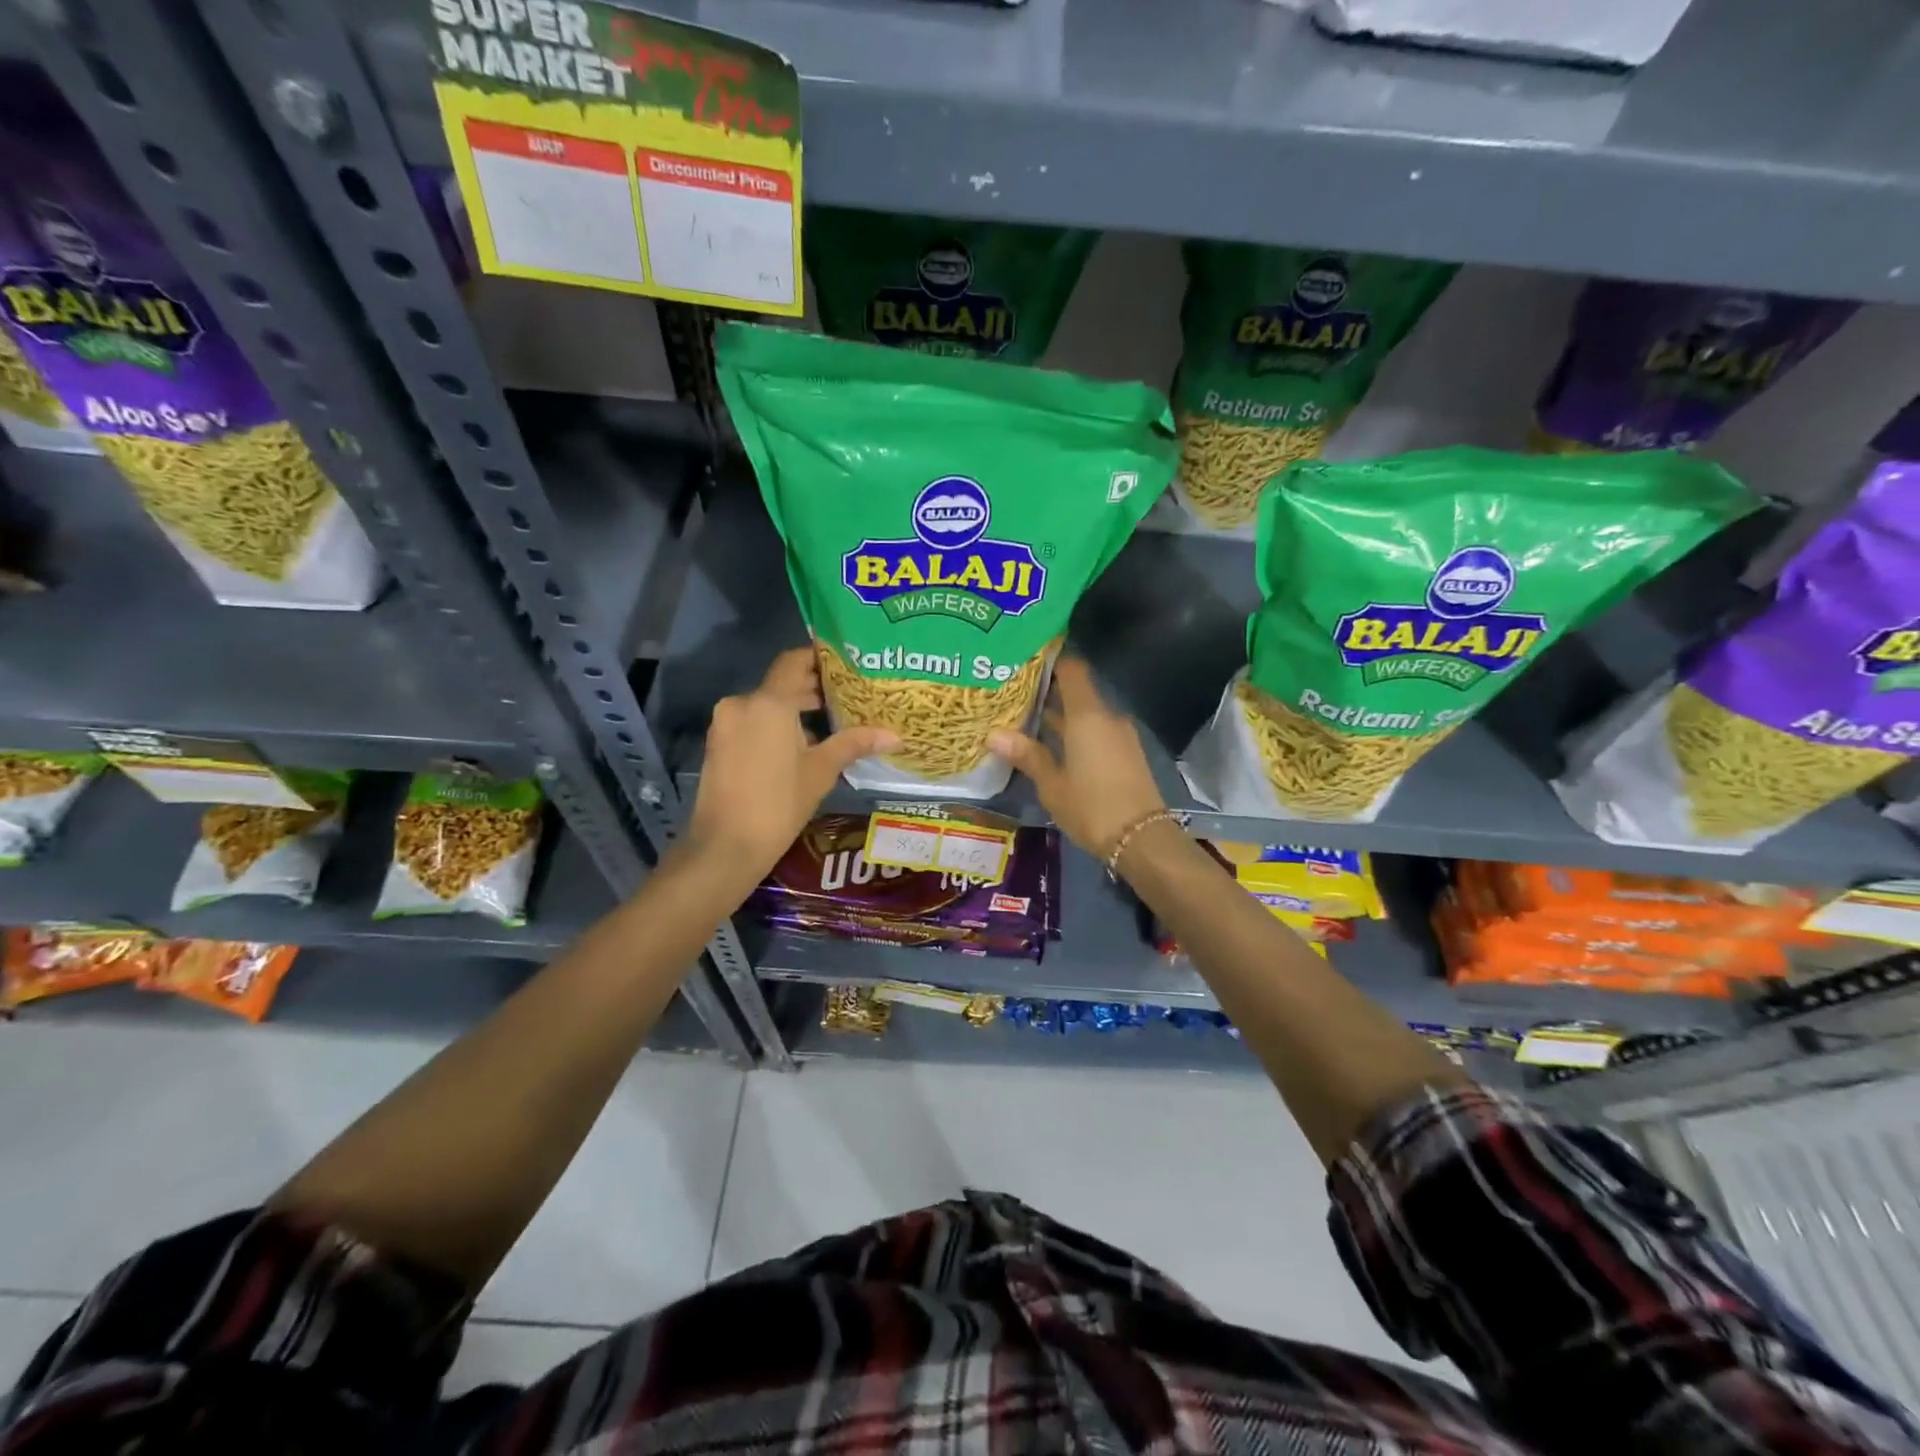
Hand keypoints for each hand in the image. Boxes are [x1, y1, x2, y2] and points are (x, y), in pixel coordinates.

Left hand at [687, 648, 896, 878]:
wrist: (725, 846)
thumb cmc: (778, 804)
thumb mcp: (821, 771)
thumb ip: (853, 744)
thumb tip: (894, 735)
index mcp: (768, 703)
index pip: (794, 661)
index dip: (819, 657)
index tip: (846, 662)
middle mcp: (742, 703)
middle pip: (782, 683)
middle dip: (813, 688)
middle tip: (850, 695)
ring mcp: (726, 723)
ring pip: (766, 704)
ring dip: (795, 709)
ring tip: (832, 721)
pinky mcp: (719, 743)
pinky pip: (752, 722)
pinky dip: (776, 724)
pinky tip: (802, 744)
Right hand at [989, 656, 1163, 860]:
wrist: (1141, 839)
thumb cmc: (1091, 806)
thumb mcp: (1051, 784)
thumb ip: (1026, 754)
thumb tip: (993, 734)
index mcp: (1087, 715)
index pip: (1072, 669)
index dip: (1052, 659)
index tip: (1026, 656)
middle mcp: (1106, 717)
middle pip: (1077, 692)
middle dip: (1048, 691)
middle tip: (1013, 691)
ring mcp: (1120, 735)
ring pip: (1086, 714)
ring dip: (1060, 715)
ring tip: (1025, 718)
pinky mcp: (1126, 753)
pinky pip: (1096, 731)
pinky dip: (1075, 731)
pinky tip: (1052, 744)